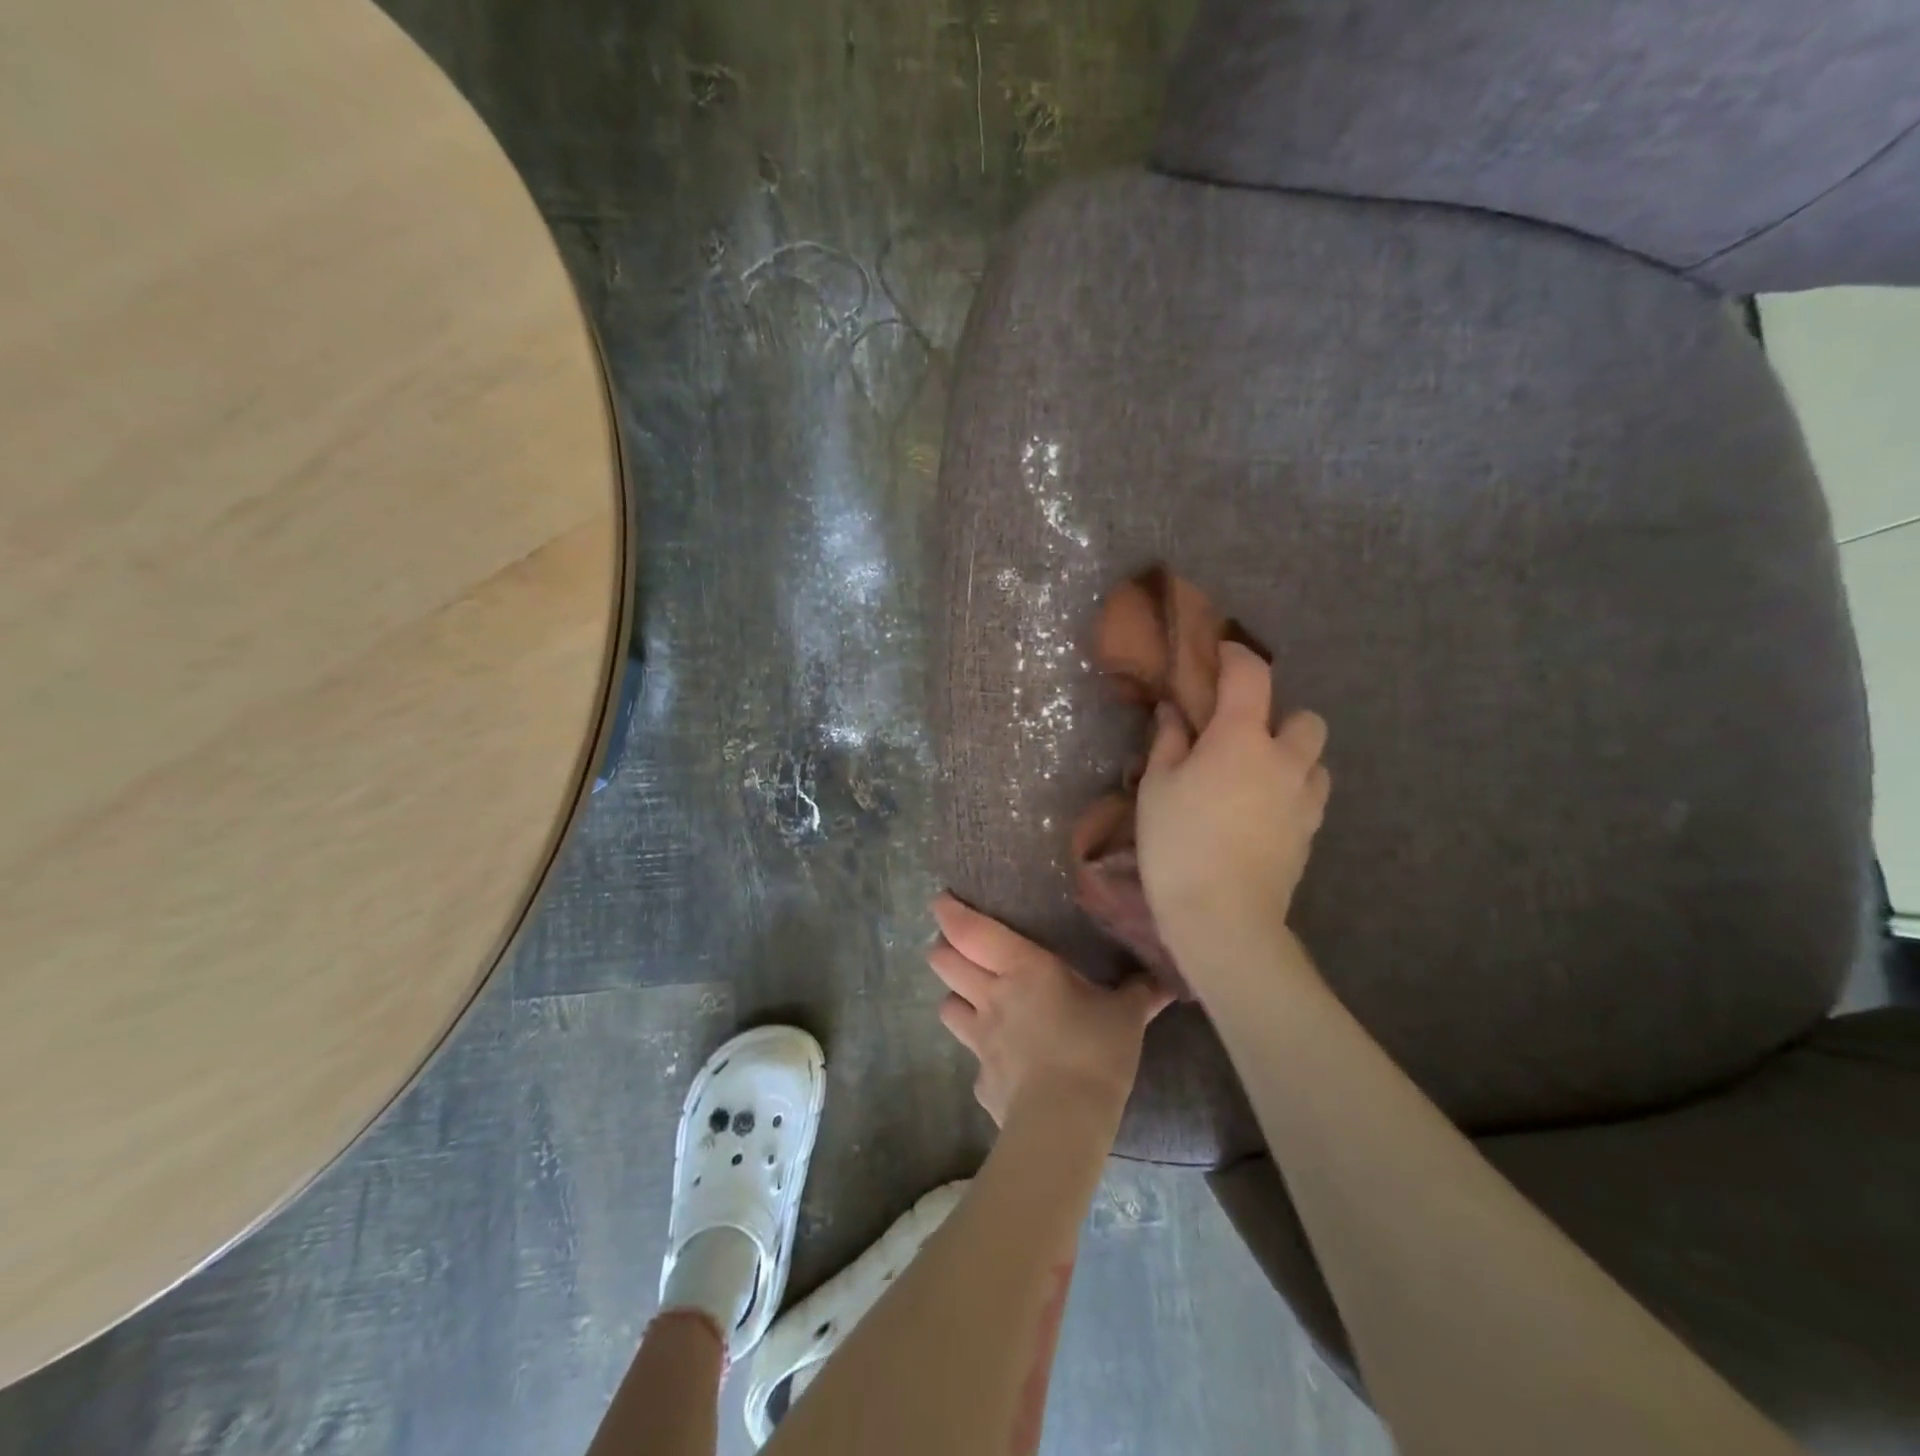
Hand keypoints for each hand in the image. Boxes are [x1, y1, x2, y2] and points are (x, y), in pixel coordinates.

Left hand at [928, 894, 1170, 1125]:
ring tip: (971, 998)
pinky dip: (983, 1054)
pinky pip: (973, 1058)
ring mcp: (980, 1040)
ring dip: (955, 998)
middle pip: (944, 962)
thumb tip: (1167, 979)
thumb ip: (1141, 992)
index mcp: (1022, 968)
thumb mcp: (1126, 1016)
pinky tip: (1003, 1062)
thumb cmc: (1094, 1050)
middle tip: (954, 945)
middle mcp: (991, 996)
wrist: (1065, 1122)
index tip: (942, 902)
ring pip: (947, 1006)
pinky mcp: (981, 1080)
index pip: (970, 931)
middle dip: (943, 949)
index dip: (950, 913)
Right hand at [1134, 643, 1330, 948]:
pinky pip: (1310, 797)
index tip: (1221, 653)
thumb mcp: (1156, 788)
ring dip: (1292, 758)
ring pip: (1315, 761)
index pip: (1251, 676)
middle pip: (1306, 719)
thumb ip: (1169, 742)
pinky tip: (1261, 812)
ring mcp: (1304, 800)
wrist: (1223, 916)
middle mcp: (1284, 760)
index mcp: (1241, 738)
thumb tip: (1175, 713)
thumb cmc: (1178, 843)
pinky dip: (1291, 792)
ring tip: (1256, 778)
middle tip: (1242, 738)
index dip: (1237, 656)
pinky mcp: (1310, 834)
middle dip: (1280, 718)